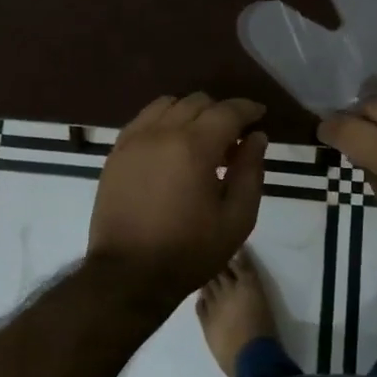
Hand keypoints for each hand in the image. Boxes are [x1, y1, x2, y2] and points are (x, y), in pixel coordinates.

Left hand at [87, 93, 267, 306]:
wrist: (128, 275)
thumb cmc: (189, 251)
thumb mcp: (236, 219)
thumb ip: (250, 172)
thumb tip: (256, 137)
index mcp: (194, 147)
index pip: (227, 111)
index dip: (248, 109)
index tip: (259, 115)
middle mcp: (162, 132)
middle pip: (197, 102)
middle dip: (220, 112)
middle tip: (231, 139)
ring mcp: (134, 139)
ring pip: (168, 104)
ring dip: (190, 113)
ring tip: (199, 139)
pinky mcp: (117, 152)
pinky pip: (144, 119)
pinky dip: (163, 121)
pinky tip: (170, 144)